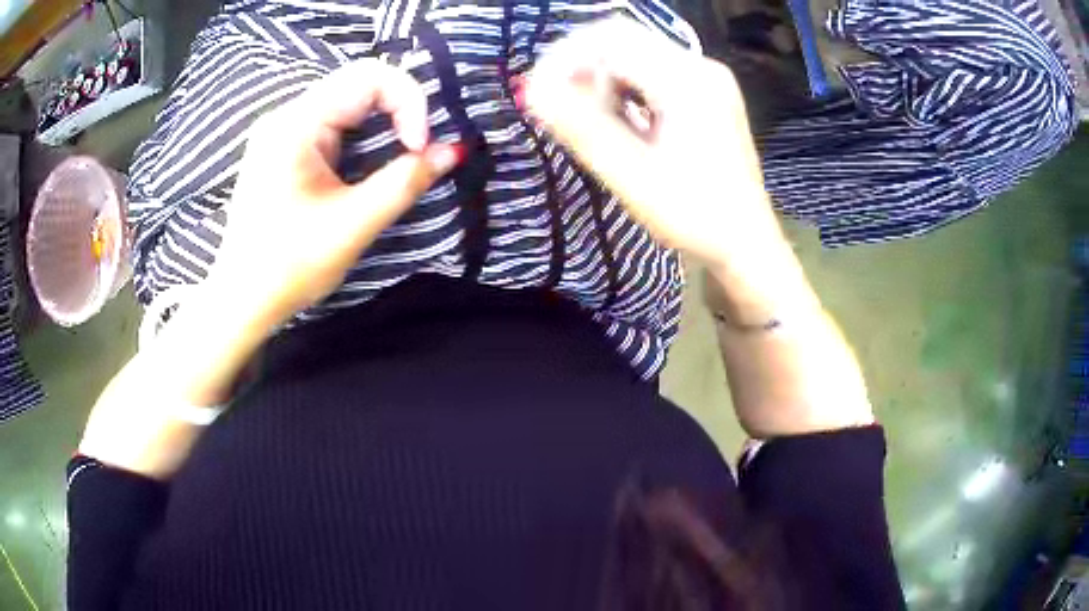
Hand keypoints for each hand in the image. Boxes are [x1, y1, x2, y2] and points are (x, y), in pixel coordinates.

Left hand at [211, 59, 460, 331]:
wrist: (242, 299)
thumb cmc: (289, 267)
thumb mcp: (352, 225)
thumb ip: (406, 182)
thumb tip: (455, 151)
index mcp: (297, 124)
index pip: (369, 76)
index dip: (409, 101)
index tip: (420, 147)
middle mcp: (287, 115)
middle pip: (359, 82)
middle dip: (399, 108)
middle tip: (416, 149)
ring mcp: (282, 129)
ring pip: (348, 99)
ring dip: (383, 119)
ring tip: (399, 153)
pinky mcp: (284, 146)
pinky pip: (333, 120)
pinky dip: (362, 132)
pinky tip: (369, 159)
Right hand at [524, 18, 784, 274]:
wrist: (745, 242)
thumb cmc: (694, 215)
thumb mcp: (632, 175)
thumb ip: (582, 128)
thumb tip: (533, 90)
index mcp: (687, 81)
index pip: (611, 39)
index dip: (566, 58)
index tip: (540, 94)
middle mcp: (700, 67)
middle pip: (624, 39)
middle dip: (582, 66)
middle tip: (559, 106)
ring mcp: (706, 79)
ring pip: (636, 54)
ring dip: (602, 77)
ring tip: (589, 119)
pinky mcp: (706, 94)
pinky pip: (653, 72)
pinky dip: (624, 87)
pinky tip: (618, 120)